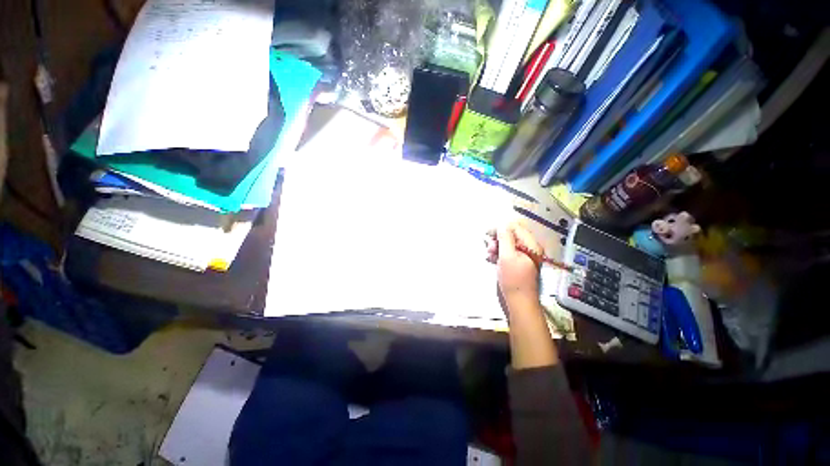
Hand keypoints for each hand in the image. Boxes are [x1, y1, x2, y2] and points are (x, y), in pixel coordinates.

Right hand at [486, 223, 542, 302]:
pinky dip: (498, 254)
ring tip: (489, 255)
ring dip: (496, 247)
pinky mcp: (517, 264)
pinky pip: (506, 253)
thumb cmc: (513, 280)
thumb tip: (501, 225)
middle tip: (489, 248)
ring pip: (507, 245)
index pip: (515, 228)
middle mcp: (529, 248)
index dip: (501, 228)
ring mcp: (523, 257)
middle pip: (510, 236)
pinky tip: (491, 259)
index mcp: (531, 245)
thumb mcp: (507, 257)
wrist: (519, 302)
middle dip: (497, 239)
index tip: (487, 232)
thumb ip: (505, 239)